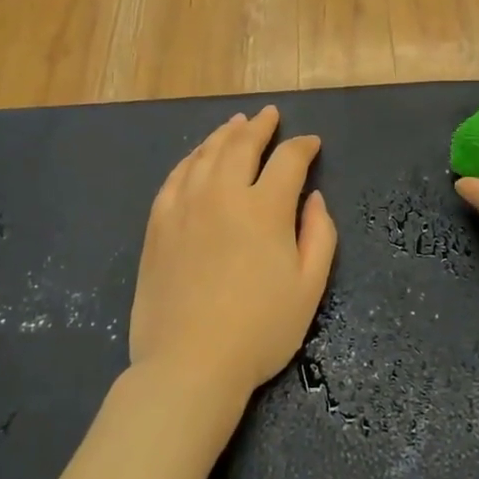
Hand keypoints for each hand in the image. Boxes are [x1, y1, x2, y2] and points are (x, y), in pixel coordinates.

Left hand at [130, 106, 337, 407]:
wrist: (189, 364)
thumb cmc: (260, 330)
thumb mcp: (309, 288)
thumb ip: (319, 235)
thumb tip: (315, 199)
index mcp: (265, 208)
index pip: (288, 160)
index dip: (303, 146)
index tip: (311, 143)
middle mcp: (224, 194)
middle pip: (242, 144)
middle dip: (260, 126)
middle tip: (270, 115)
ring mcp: (185, 206)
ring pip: (206, 154)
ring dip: (225, 134)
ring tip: (236, 123)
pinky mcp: (158, 223)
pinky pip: (176, 176)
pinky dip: (192, 158)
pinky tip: (198, 156)